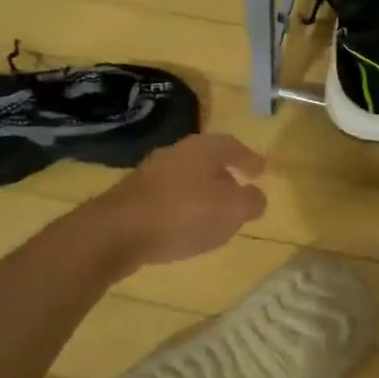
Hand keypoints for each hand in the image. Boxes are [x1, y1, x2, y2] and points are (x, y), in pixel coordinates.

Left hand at [91, 133, 268, 265]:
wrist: (117, 232)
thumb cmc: (183, 214)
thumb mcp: (231, 211)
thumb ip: (251, 201)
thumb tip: (256, 196)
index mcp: (202, 148)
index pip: (232, 145)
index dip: (249, 158)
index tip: (261, 171)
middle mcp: (176, 152)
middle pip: (207, 159)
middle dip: (224, 175)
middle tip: (238, 192)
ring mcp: (150, 172)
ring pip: (186, 177)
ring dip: (202, 192)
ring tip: (213, 214)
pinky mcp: (132, 195)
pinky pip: (167, 195)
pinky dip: (182, 206)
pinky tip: (184, 225)